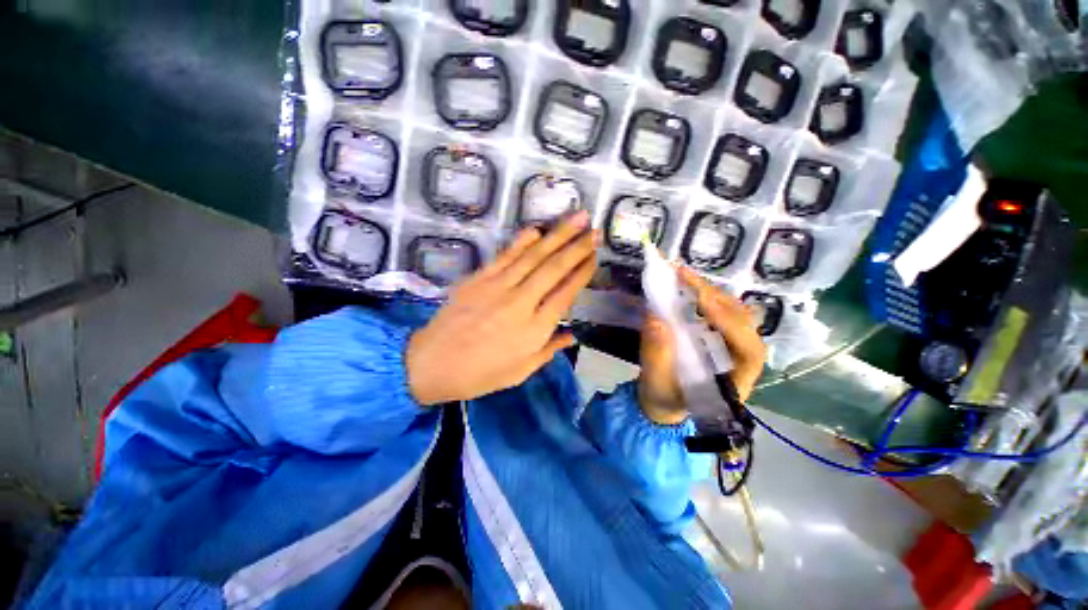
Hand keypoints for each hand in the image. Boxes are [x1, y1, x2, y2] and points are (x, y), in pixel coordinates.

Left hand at [406, 212, 597, 404]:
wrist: (432, 363)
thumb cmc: (480, 374)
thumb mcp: (520, 371)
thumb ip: (548, 350)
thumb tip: (572, 335)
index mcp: (534, 329)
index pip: (565, 293)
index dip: (582, 273)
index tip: (595, 256)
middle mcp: (520, 303)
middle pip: (554, 269)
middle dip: (577, 247)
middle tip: (595, 231)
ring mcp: (498, 287)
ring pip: (533, 256)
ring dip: (557, 235)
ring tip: (576, 219)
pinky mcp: (479, 278)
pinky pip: (505, 255)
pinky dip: (522, 241)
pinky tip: (537, 229)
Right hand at [638, 265, 766, 422]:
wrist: (664, 399)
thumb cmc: (664, 397)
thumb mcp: (657, 383)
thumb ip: (657, 356)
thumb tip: (656, 319)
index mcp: (735, 382)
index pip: (749, 350)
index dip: (730, 324)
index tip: (703, 302)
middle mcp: (741, 361)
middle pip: (744, 324)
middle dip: (716, 299)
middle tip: (685, 278)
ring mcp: (731, 346)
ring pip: (734, 313)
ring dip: (711, 293)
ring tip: (684, 277)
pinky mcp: (718, 336)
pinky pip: (720, 312)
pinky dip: (704, 297)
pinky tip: (687, 287)